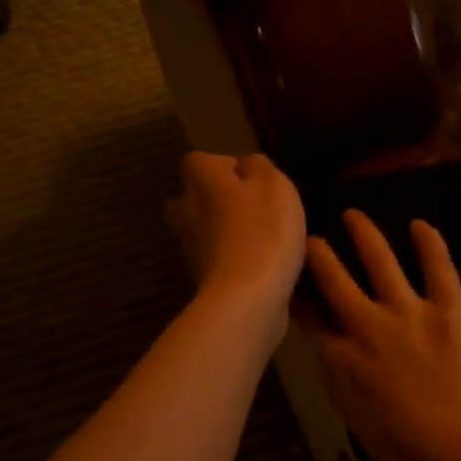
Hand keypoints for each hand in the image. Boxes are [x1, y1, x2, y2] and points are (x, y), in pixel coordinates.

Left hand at [165, 152, 306, 320]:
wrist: (247, 299)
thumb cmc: (264, 231)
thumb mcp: (274, 184)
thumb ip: (258, 167)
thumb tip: (245, 166)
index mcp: (200, 181)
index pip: (199, 161)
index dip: (225, 166)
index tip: (253, 181)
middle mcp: (186, 211)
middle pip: (194, 197)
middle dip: (217, 200)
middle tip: (251, 208)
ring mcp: (190, 248)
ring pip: (204, 230)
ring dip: (226, 232)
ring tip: (262, 239)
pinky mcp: (202, 279)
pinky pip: (216, 259)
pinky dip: (233, 259)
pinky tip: (261, 266)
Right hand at [300, 210, 460, 460]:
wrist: (459, 449)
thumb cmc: (401, 448)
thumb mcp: (352, 414)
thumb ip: (338, 375)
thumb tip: (331, 349)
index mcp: (339, 356)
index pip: (309, 317)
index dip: (297, 296)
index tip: (289, 281)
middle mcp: (366, 324)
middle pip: (334, 279)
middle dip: (318, 254)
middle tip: (310, 237)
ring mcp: (408, 311)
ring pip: (380, 261)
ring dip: (364, 235)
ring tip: (353, 214)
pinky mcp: (449, 309)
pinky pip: (438, 268)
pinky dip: (430, 244)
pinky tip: (420, 224)